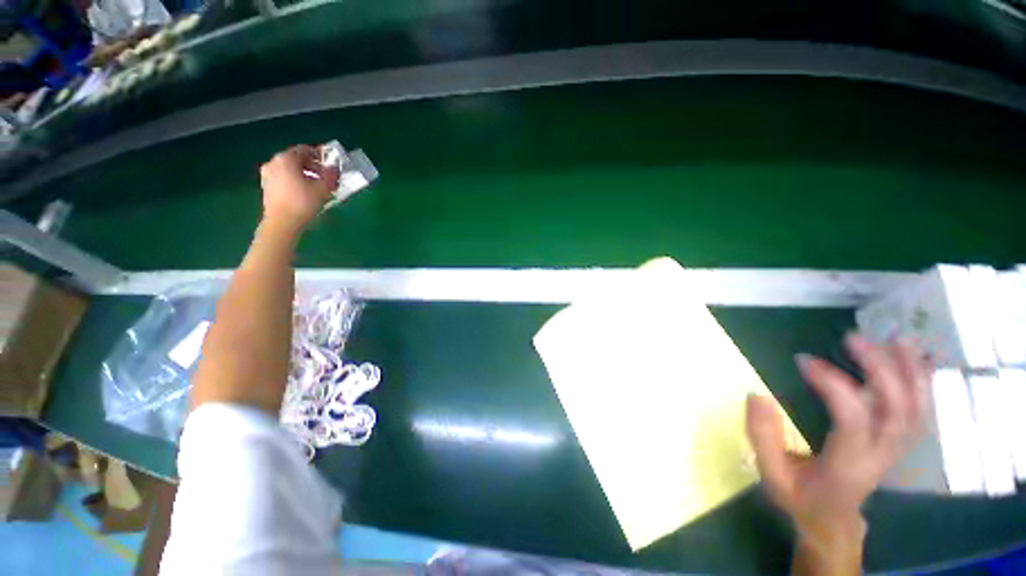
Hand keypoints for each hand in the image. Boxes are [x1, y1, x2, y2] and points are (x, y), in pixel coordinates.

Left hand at [259, 145, 339, 233]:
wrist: (282, 223)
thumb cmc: (303, 202)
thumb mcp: (324, 188)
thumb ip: (331, 175)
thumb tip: (334, 168)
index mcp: (286, 159)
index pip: (304, 150)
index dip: (319, 155)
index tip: (330, 162)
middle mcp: (274, 162)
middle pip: (295, 159)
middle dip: (311, 166)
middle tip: (325, 176)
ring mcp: (268, 175)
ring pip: (289, 169)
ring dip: (303, 174)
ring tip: (317, 186)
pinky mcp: (267, 187)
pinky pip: (284, 178)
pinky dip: (295, 181)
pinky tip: (305, 193)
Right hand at [746, 334, 928, 527]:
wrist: (831, 522)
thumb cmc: (799, 498)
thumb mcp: (771, 475)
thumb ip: (763, 437)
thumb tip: (758, 394)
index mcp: (847, 466)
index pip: (853, 421)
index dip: (834, 386)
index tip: (804, 361)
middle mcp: (880, 457)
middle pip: (896, 411)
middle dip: (881, 370)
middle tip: (852, 338)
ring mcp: (895, 450)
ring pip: (917, 410)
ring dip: (911, 373)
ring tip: (897, 339)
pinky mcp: (897, 444)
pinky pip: (920, 412)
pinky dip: (922, 384)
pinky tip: (914, 361)